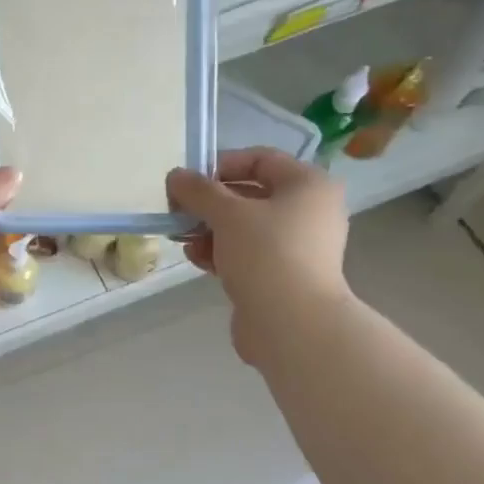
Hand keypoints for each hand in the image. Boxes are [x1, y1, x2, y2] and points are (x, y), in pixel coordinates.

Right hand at [166, 148, 350, 362]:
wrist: (292, 324)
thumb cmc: (267, 255)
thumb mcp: (228, 214)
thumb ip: (199, 191)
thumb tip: (176, 176)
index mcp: (307, 185)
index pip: (260, 159)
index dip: (221, 165)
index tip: (188, 182)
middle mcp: (308, 211)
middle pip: (251, 195)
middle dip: (211, 204)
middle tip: (178, 212)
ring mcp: (297, 247)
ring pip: (246, 229)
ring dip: (211, 231)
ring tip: (184, 239)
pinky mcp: (282, 276)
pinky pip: (247, 255)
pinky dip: (222, 253)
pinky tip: (197, 259)